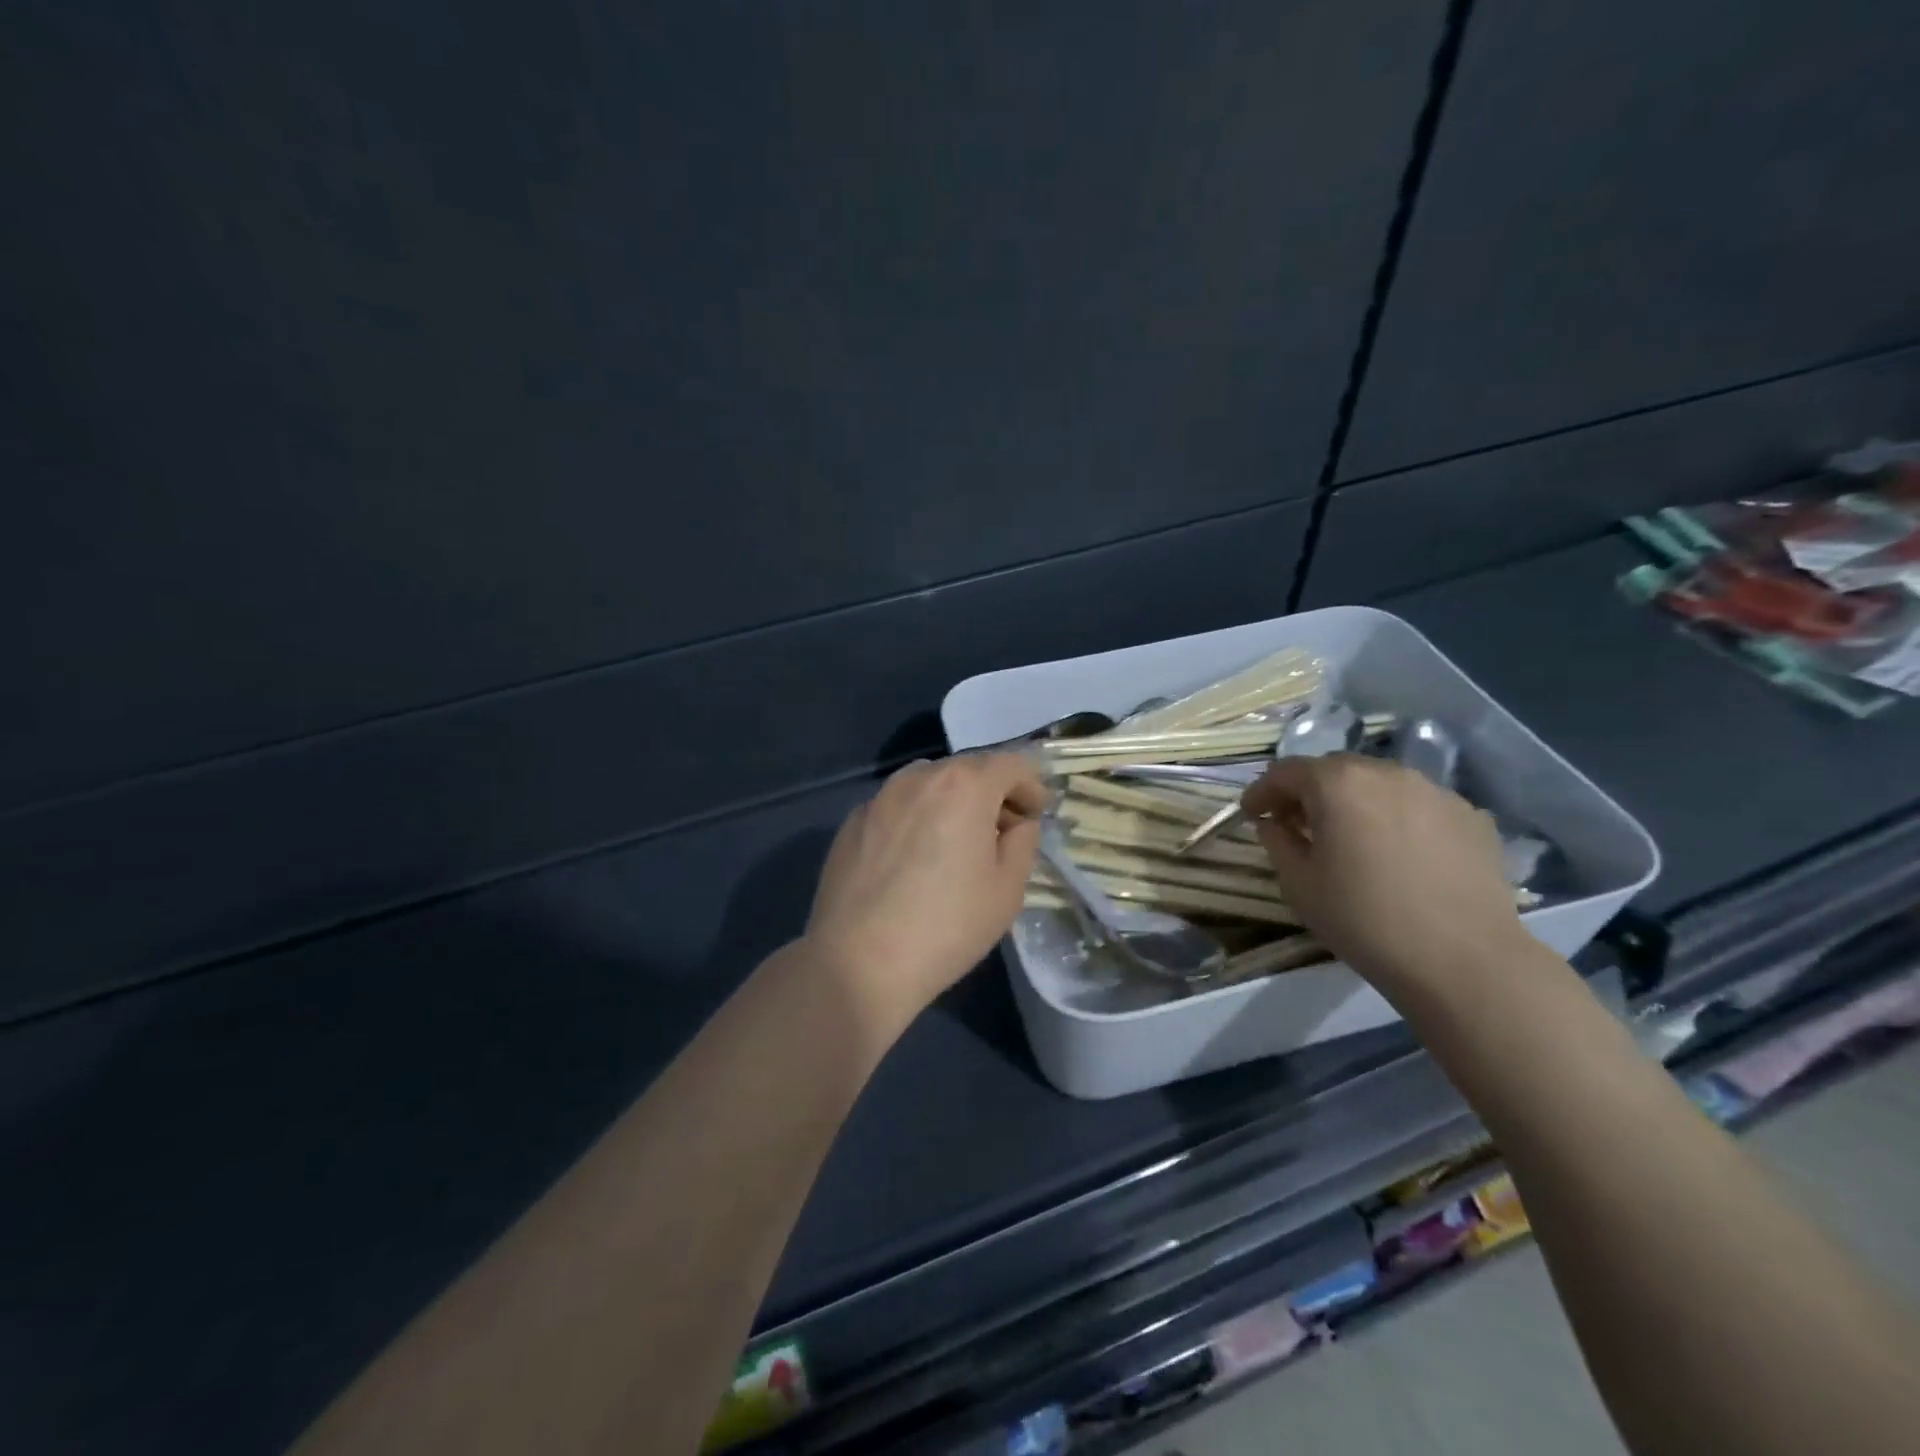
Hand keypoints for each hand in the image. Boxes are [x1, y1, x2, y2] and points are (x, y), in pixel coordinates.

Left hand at [803, 753, 1048, 1032]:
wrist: (858, 962)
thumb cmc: (947, 926)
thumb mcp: (1008, 889)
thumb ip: (1022, 841)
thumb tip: (1015, 822)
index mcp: (964, 785)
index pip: (1011, 764)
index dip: (1031, 787)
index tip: (1035, 817)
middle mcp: (919, 777)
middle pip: (968, 769)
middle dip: (991, 793)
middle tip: (1000, 834)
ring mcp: (879, 797)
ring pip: (929, 784)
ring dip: (951, 802)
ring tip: (954, 844)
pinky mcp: (852, 821)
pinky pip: (897, 807)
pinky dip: (915, 819)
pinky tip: (912, 861)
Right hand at [1242, 754, 1528, 1001]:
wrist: (1462, 960)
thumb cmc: (1363, 919)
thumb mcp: (1299, 884)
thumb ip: (1277, 842)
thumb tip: (1273, 824)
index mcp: (1338, 784)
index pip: (1286, 772)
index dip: (1262, 791)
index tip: (1251, 813)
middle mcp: (1386, 772)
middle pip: (1335, 770)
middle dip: (1310, 792)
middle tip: (1297, 824)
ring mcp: (1435, 791)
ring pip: (1380, 784)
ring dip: (1356, 802)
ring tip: (1352, 837)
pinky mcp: (1471, 816)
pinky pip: (1418, 805)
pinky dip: (1397, 818)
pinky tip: (1398, 853)